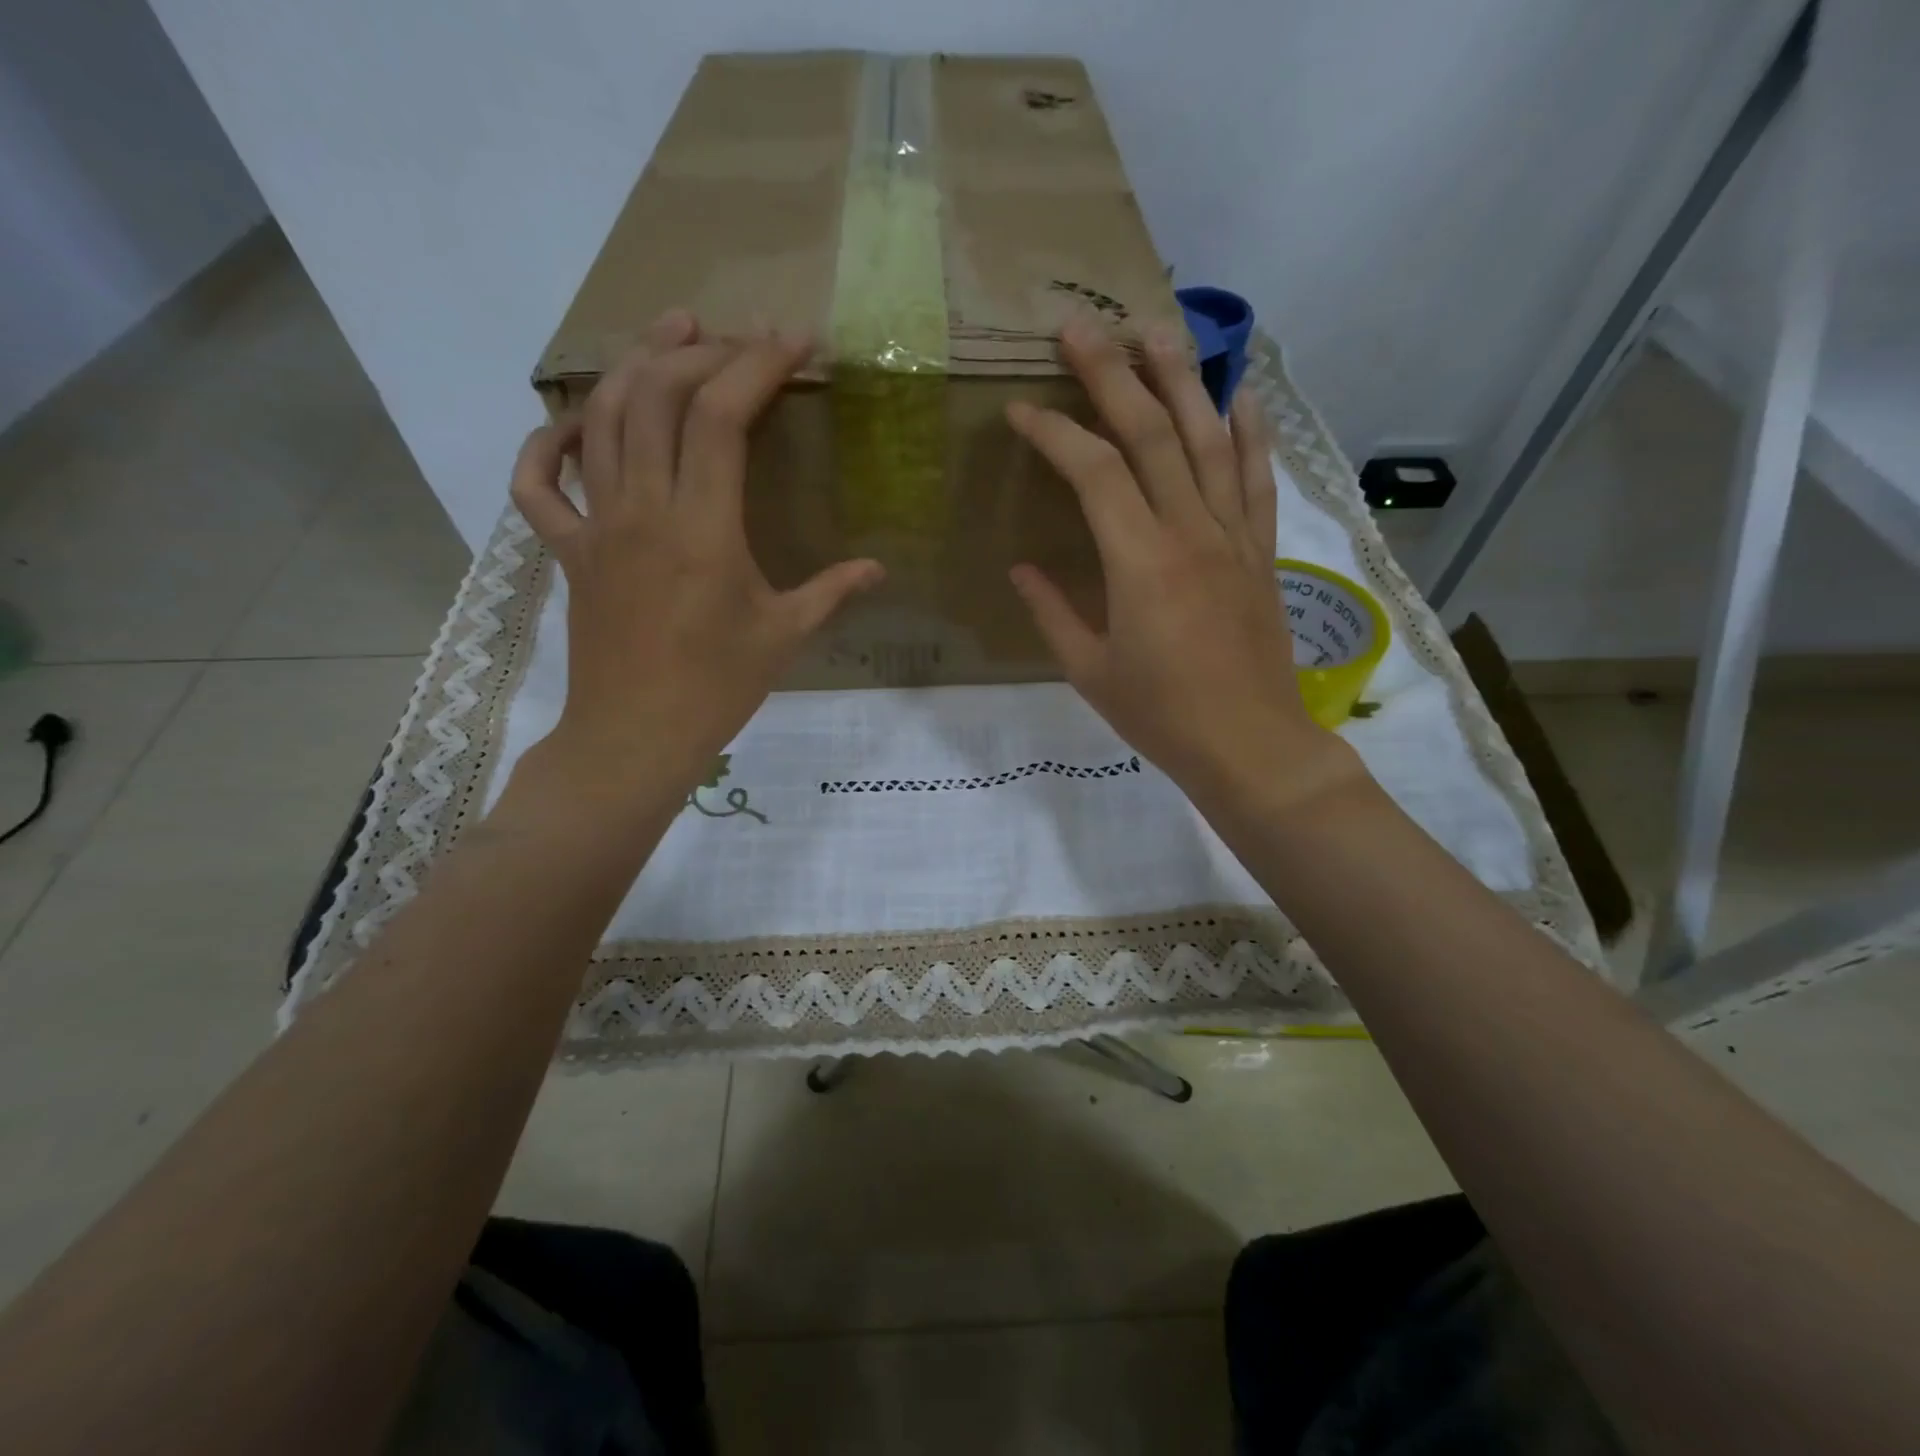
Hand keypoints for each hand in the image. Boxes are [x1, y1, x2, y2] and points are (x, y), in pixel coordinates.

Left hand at [510, 311, 882, 797]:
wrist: (635, 737)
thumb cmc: (717, 689)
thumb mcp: (785, 637)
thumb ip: (833, 592)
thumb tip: (879, 568)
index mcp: (702, 529)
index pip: (722, 417)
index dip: (757, 365)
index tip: (793, 341)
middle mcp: (642, 510)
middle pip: (655, 396)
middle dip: (698, 351)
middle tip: (735, 338)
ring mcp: (595, 527)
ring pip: (600, 421)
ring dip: (632, 366)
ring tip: (669, 335)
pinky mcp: (567, 552)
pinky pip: (537, 485)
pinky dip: (547, 444)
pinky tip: (573, 425)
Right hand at [1006, 317, 1365, 820]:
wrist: (1249, 745)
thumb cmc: (1160, 716)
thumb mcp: (1089, 671)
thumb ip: (1052, 612)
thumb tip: (1021, 569)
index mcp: (1140, 563)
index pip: (1095, 472)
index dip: (1055, 433)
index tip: (1020, 411)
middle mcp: (1190, 532)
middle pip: (1152, 433)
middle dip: (1112, 374)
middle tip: (1080, 325)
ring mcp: (1234, 537)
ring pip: (1209, 440)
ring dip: (1182, 379)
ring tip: (1156, 329)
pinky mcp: (1261, 551)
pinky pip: (1257, 479)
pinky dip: (1251, 432)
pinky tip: (1242, 394)